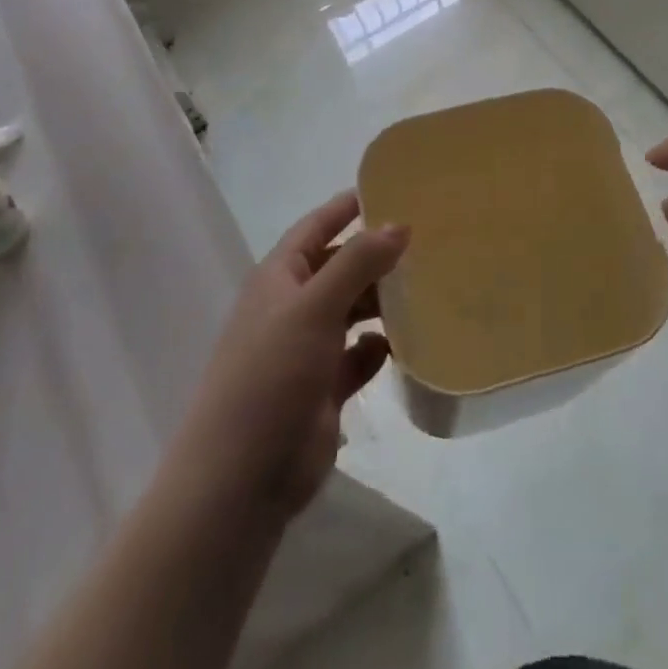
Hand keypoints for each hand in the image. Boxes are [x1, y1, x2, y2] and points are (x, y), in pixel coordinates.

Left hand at [172, 192, 408, 521]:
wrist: (240, 480)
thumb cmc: (270, 376)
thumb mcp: (314, 306)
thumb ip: (358, 262)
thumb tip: (400, 224)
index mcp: (278, 279)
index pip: (316, 227)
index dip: (347, 207)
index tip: (390, 188)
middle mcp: (292, 308)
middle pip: (340, 268)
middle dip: (376, 255)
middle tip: (427, 241)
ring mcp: (306, 350)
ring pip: (352, 311)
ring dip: (382, 301)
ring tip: (428, 287)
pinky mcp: (323, 390)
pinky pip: (359, 356)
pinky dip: (379, 348)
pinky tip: (406, 344)